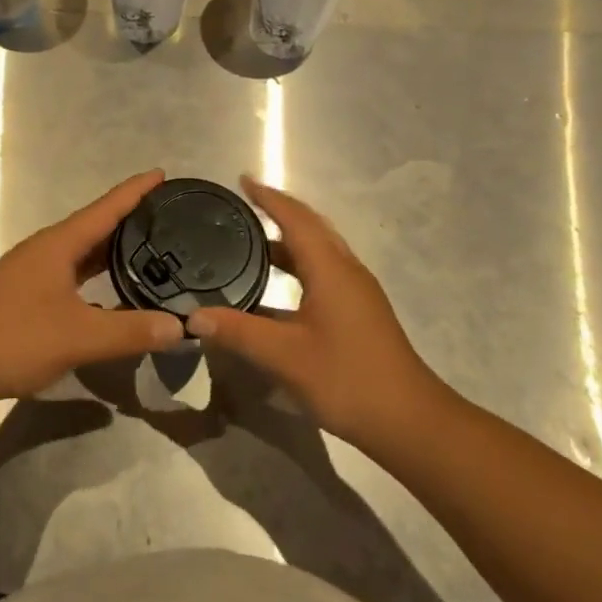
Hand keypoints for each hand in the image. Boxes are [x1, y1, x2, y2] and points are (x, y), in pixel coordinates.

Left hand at [0, 170, 184, 402]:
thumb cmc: (14, 337)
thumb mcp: (79, 336)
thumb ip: (130, 331)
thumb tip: (180, 328)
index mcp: (58, 244)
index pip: (106, 208)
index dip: (135, 191)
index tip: (162, 174)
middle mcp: (45, 249)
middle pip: (94, 226)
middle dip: (129, 219)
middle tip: (167, 217)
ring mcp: (32, 271)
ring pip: (81, 253)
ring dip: (111, 250)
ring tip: (147, 250)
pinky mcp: (25, 294)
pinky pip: (70, 274)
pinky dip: (95, 276)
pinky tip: (110, 293)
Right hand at [188, 177, 441, 448]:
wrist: (409, 420)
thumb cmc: (347, 379)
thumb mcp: (285, 356)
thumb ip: (238, 332)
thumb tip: (193, 316)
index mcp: (330, 269)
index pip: (296, 218)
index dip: (268, 197)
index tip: (242, 181)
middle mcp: (346, 270)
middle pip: (311, 227)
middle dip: (279, 211)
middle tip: (243, 206)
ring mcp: (356, 292)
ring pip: (319, 251)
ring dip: (288, 239)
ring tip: (251, 241)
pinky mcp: (359, 312)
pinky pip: (323, 271)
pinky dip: (297, 265)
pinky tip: (275, 288)